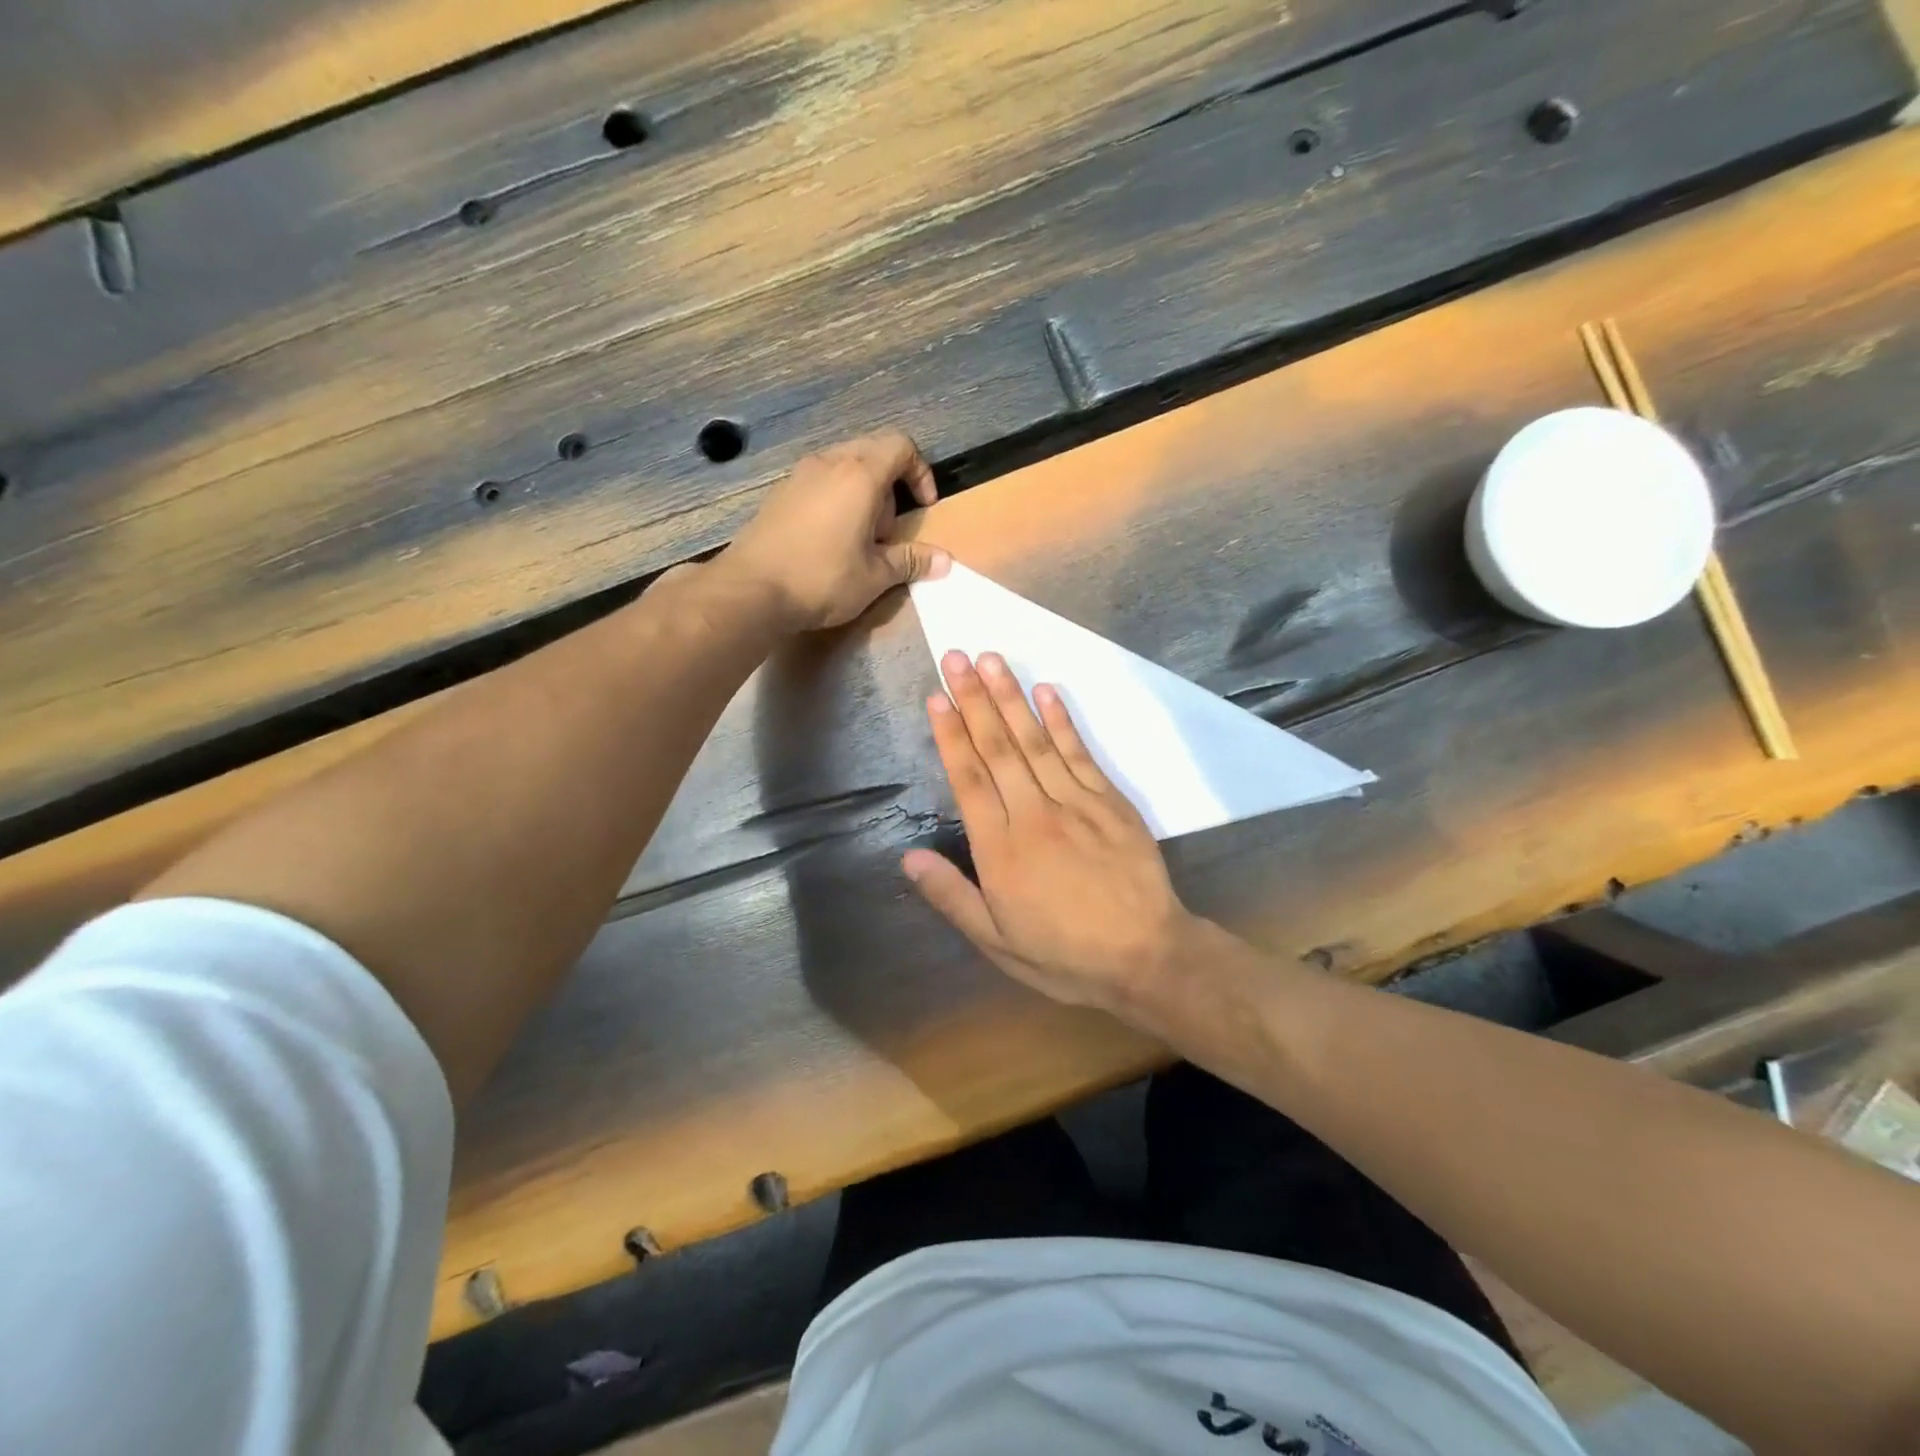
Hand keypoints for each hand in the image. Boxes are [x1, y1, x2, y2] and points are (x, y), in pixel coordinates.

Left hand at [723, 430, 949, 630]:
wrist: (751, 590)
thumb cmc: (822, 579)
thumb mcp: (875, 576)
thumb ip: (911, 561)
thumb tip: (945, 561)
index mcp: (860, 474)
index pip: (901, 446)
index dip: (921, 472)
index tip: (922, 508)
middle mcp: (829, 463)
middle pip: (873, 452)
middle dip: (891, 486)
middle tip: (887, 532)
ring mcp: (799, 475)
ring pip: (844, 466)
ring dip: (862, 494)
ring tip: (858, 539)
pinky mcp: (779, 494)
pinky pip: (820, 482)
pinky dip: (836, 500)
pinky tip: (828, 541)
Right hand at [902, 650, 1201, 1016]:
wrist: (1146, 956)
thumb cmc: (1064, 955)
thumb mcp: (997, 942)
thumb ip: (952, 897)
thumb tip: (908, 857)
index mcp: (1001, 850)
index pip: (969, 780)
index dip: (951, 735)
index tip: (937, 696)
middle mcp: (1034, 815)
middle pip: (998, 748)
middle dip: (975, 699)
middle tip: (956, 656)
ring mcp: (1076, 803)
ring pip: (1036, 741)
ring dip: (1011, 697)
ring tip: (991, 660)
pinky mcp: (1110, 800)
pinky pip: (1080, 753)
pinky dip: (1062, 720)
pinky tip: (1047, 691)